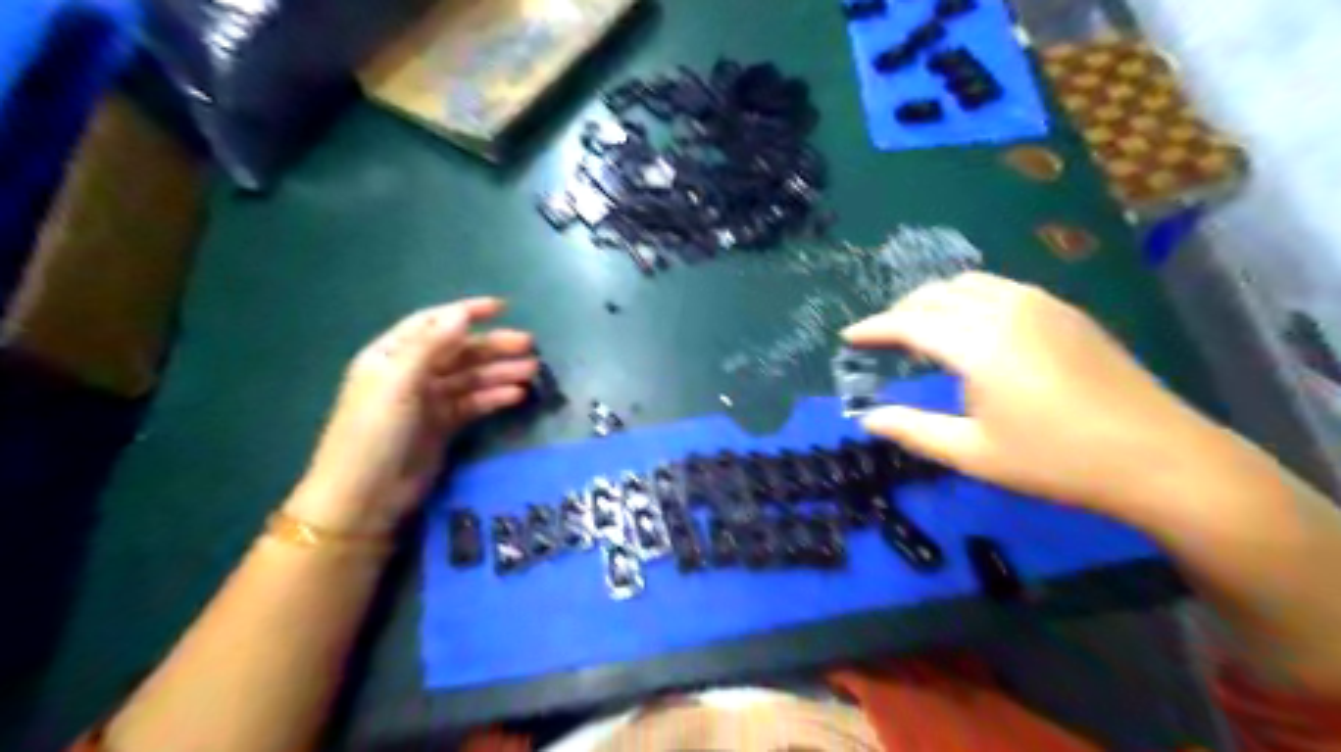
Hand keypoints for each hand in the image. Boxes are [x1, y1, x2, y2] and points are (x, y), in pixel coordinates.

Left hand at [284, 298, 535, 534]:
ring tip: (532, 371)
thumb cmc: (374, 432)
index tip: (502, 307)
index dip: (466, 312)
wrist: (365, 495)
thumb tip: (461, 313)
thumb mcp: (399, 383)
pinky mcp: (443, 426)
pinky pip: (474, 403)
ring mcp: (428, 401)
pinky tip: (517, 395)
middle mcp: (411, 373)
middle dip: (493, 346)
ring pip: (471, 378)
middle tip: (529, 345)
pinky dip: (495, 397)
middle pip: (459, 351)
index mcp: (392, 355)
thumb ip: (431, 346)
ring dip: (500, 372)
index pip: (433, 323)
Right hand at [846, 274, 1233, 526]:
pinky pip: (1000, 288)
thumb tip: (868, 419)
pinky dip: (969, 299)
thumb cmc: (1055, 460)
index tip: (848, 338)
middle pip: (935, 295)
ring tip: (923, 331)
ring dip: (935, 301)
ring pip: (968, 284)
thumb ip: (913, 430)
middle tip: (882, 340)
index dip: (873, 328)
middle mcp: (1005, 309)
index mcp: (979, 344)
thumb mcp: (973, 453)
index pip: (909, 323)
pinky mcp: (1065, 310)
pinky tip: (973, 328)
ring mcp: (1040, 304)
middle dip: (900, 312)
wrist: (1158, 456)